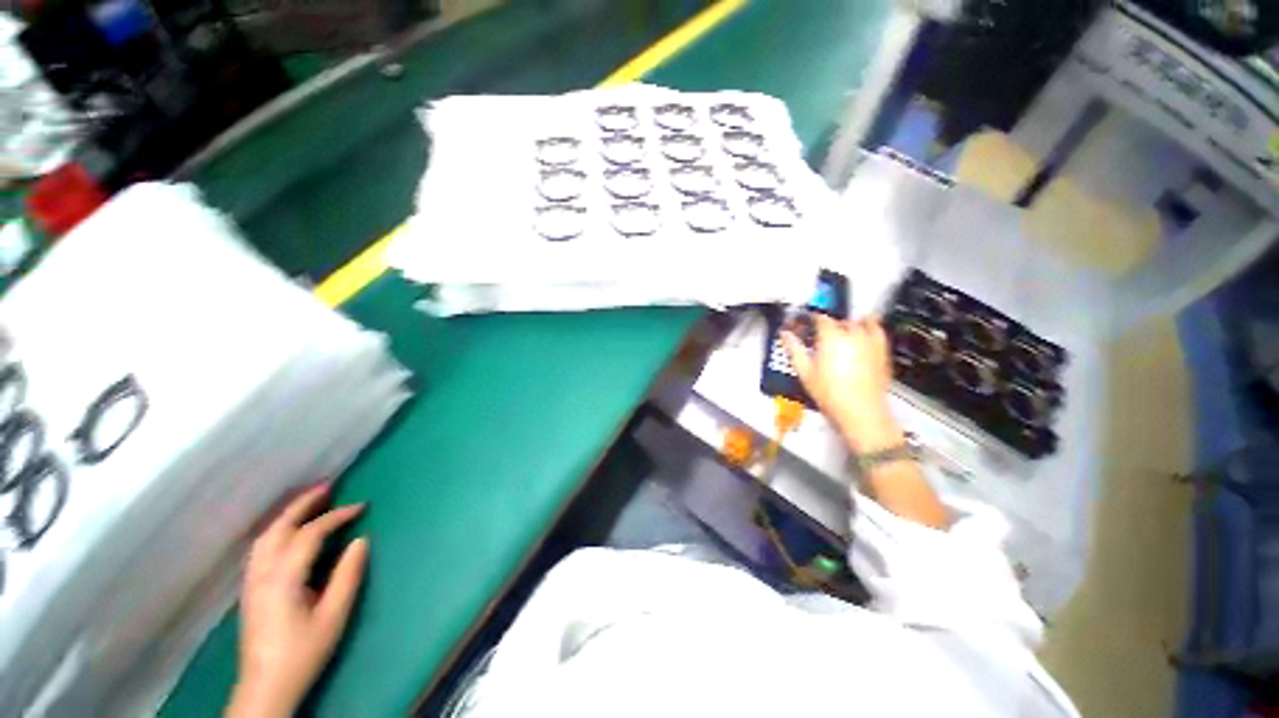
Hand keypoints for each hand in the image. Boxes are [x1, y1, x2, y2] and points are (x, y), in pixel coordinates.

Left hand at [227, 485, 368, 717]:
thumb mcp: (333, 615)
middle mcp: (262, 573)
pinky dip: (277, 530)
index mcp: (283, 577)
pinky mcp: (250, 588)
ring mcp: (252, 580)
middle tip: (329, 486)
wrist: (266, 684)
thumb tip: (361, 540)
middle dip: (304, 504)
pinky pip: (261, 548)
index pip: (310, 534)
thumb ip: (347, 575)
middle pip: (280, 528)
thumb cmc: (304, 651)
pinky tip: (288, 531)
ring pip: (265, 536)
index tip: (362, 506)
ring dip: (288, 515)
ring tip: (310, 502)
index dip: (337, 516)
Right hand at [782, 315, 901, 451]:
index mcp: (832, 336)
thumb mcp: (804, 372)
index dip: (811, 319)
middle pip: (840, 320)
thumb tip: (785, 335)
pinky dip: (871, 329)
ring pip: (862, 321)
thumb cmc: (831, 394)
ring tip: (844, 332)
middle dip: (830, 324)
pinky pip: (878, 331)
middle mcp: (853, 334)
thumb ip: (794, 349)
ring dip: (851, 324)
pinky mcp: (883, 351)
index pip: (820, 318)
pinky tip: (863, 337)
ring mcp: (871, 341)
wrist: (861, 412)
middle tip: (820, 335)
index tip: (805, 324)